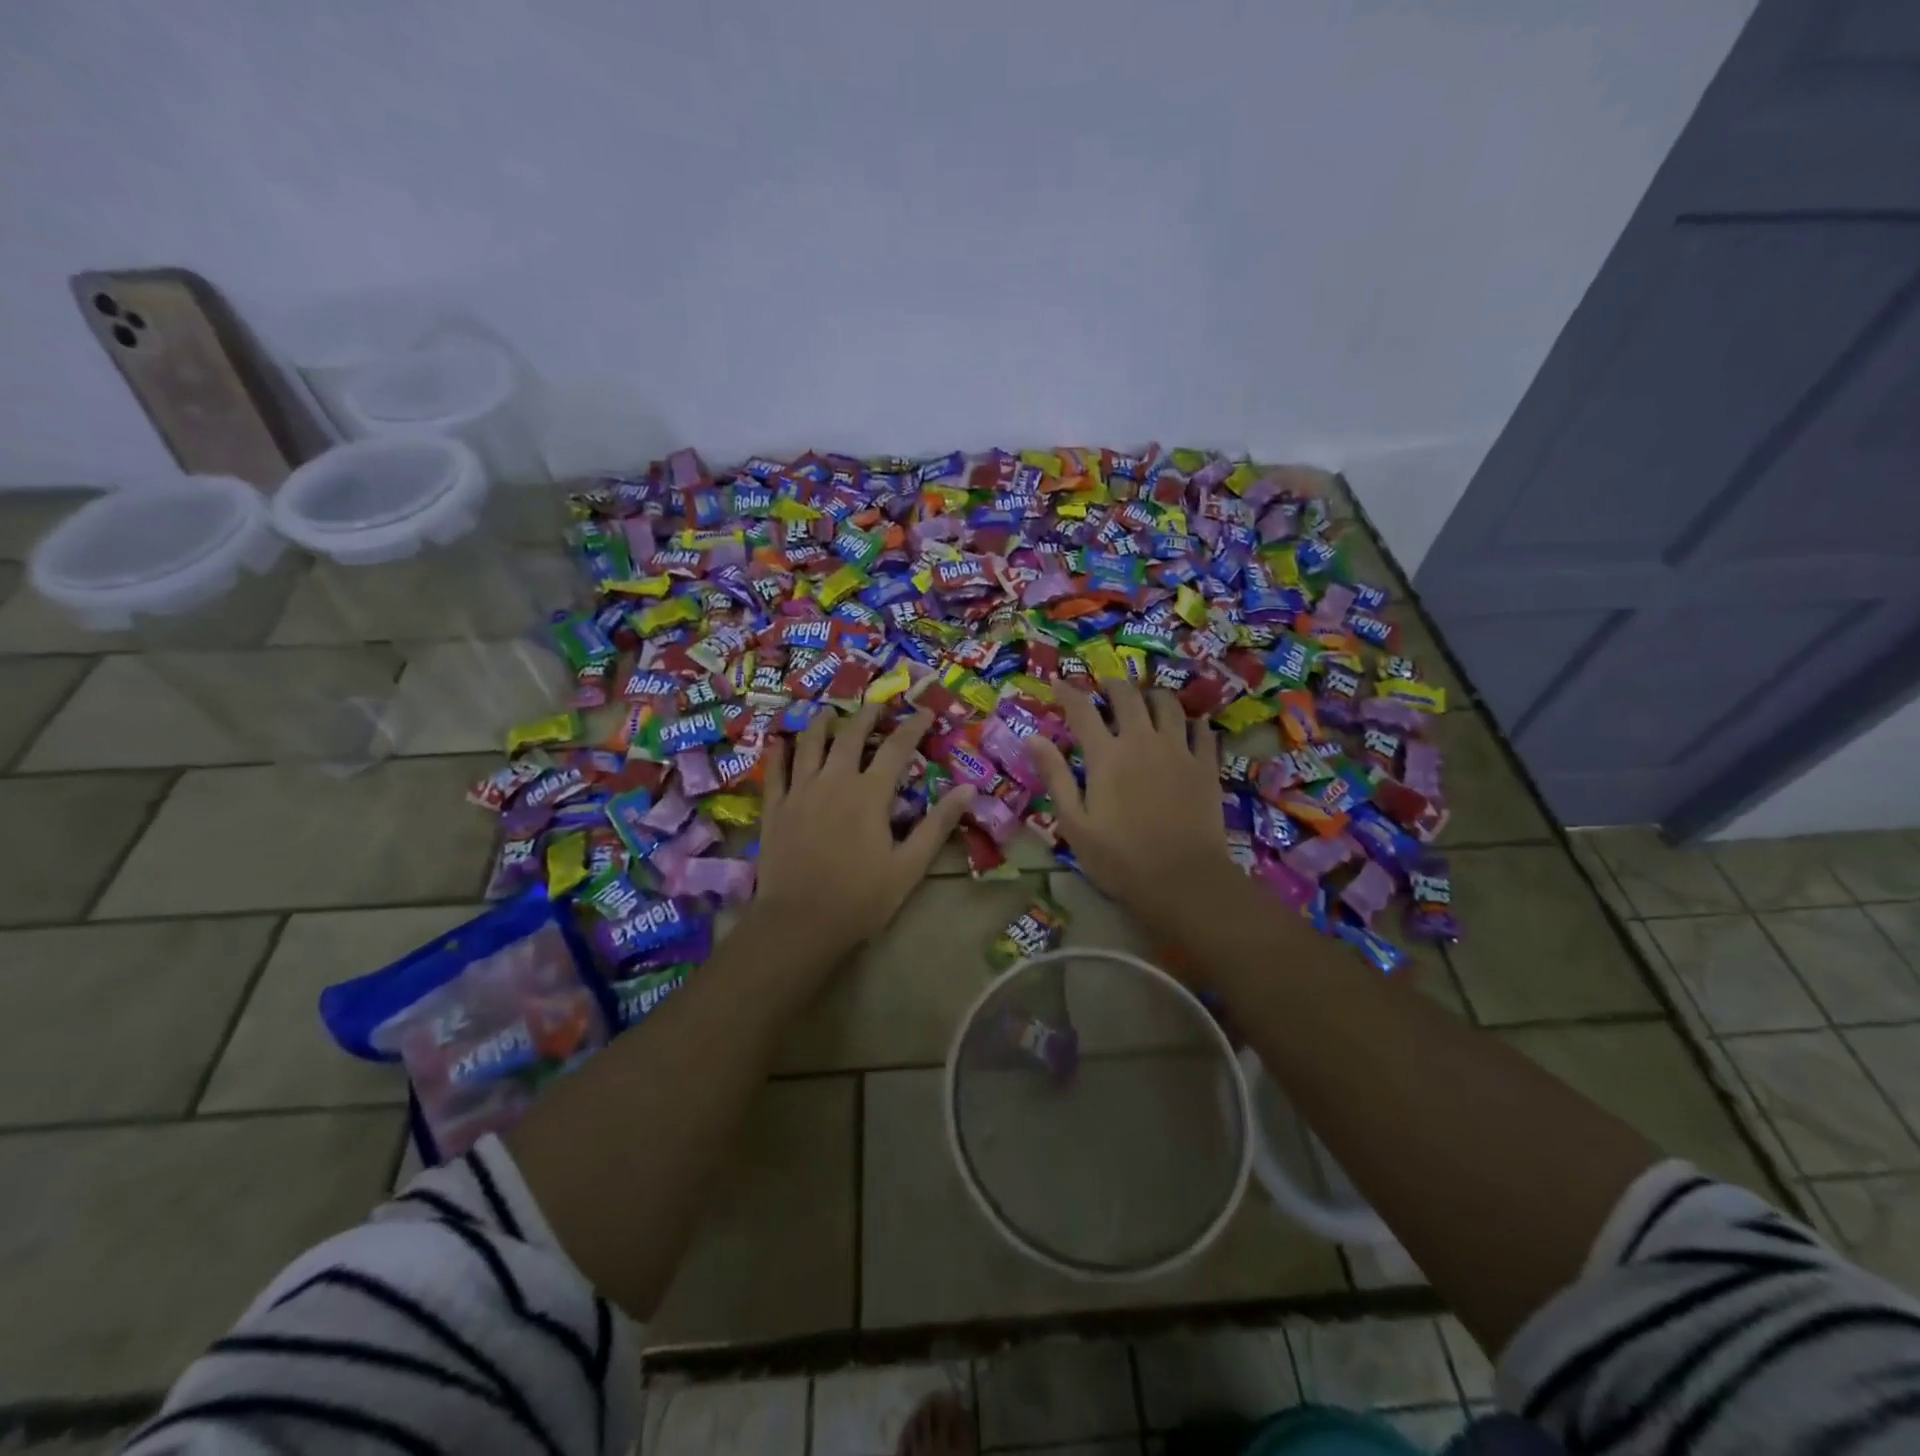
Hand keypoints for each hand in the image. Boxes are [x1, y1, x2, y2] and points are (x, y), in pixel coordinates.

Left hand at [750, 704, 975, 962]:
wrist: (799, 923)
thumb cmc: (860, 898)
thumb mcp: (909, 866)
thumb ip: (937, 825)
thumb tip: (968, 789)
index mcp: (869, 794)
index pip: (896, 748)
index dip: (912, 726)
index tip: (924, 711)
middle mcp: (833, 781)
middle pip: (850, 736)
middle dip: (867, 715)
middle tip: (877, 704)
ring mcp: (799, 792)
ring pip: (809, 744)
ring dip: (821, 724)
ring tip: (829, 712)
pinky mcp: (775, 808)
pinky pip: (775, 770)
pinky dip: (780, 752)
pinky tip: (782, 741)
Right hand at [1026, 679, 1236, 937]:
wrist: (1183, 880)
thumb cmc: (1120, 858)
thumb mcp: (1074, 824)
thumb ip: (1055, 777)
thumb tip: (1033, 739)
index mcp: (1106, 755)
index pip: (1082, 709)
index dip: (1067, 692)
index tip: (1058, 682)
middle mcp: (1142, 741)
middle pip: (1127, 696)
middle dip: (1112, 685)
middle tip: (1104, 689)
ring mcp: (1178, 750)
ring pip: (1167, 704)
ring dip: (1151, 696)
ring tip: (1145, 701)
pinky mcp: (1206, 765)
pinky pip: (1201, 729)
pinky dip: (1190, 721)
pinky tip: (1186, 726)